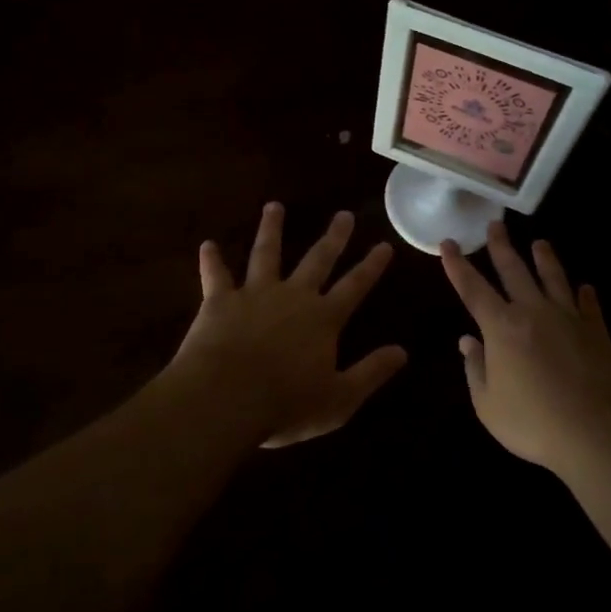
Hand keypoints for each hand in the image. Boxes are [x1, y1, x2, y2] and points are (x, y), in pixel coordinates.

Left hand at [169, 203, 407, 447]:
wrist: (226, 398)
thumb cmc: (286, 405)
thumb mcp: (340, 399)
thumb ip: (370, 372)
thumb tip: (402, 352)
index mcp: (323, 319)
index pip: (355, 286)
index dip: (371, 266)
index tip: (384, 244)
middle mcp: (293, 296)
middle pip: (317, 260)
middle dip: (333, 237)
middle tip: (344, 214)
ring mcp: (255, 294)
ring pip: (266, 254)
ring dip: (271, 229)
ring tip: (274, 206)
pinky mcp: (220, 300)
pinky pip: (216, 275)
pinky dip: (212, 260)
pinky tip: (208, 245)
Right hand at [440, 223, 610, 471]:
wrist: (599, 432)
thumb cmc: (534, 422)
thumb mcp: (488, 405)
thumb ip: (475, 369)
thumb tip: (467, 341)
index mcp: (501, 327)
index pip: (472, 288)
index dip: (457, 265)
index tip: (448, 243)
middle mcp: (533, 312)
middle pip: (514, 271)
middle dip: (501, 246)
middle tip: (495, 224)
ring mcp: (568, 319)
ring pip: (554, 279)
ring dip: (545, 259)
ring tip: (540, 243)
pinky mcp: (597, 332)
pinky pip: (590, 306)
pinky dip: (587, 295)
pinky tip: (586, 287)